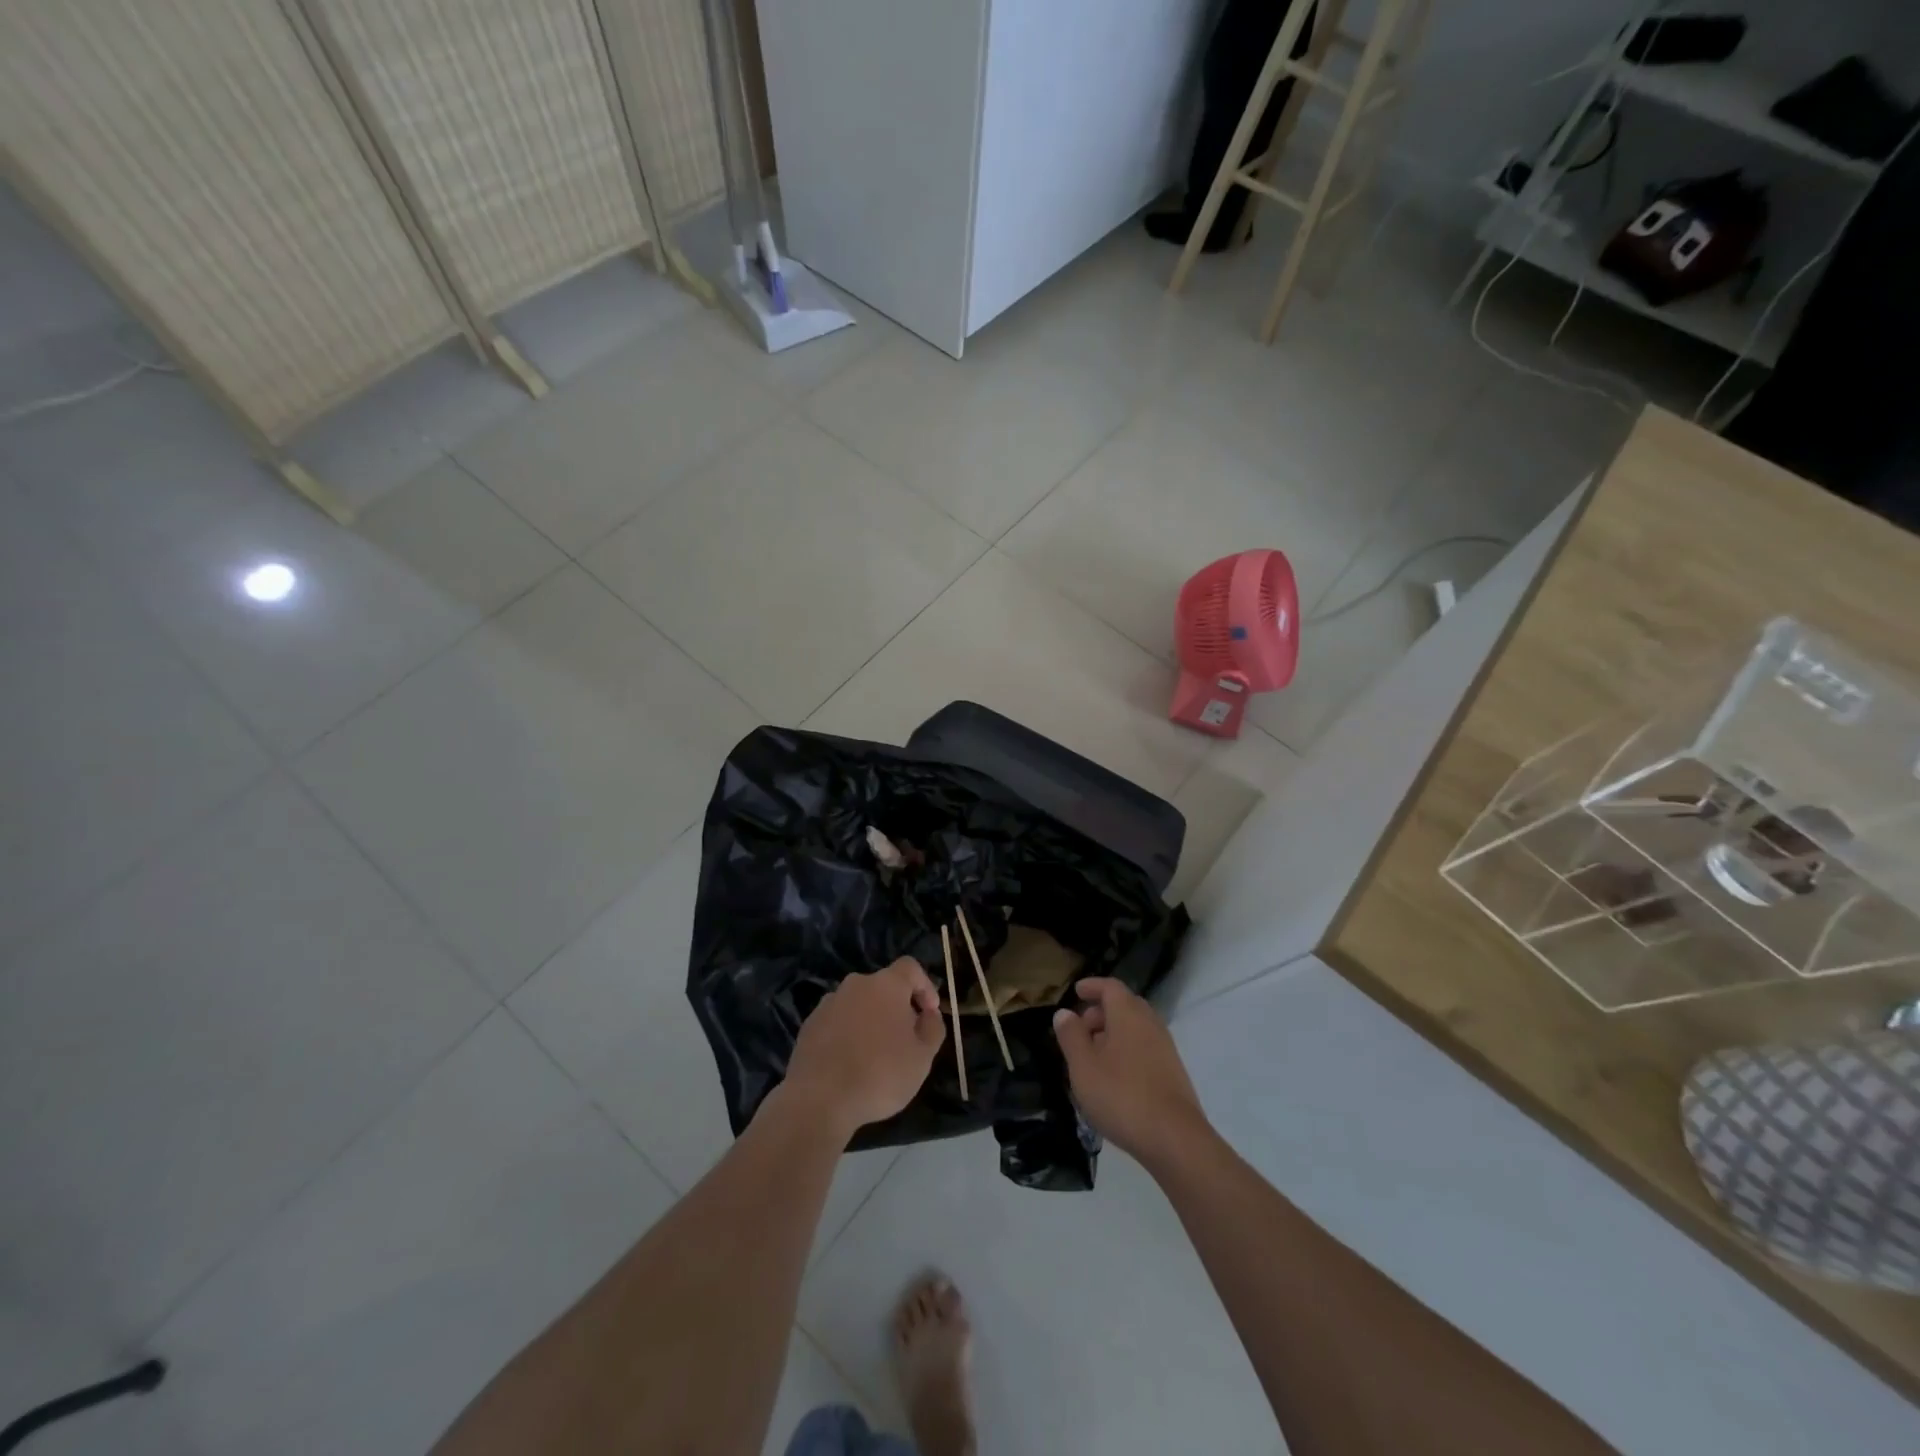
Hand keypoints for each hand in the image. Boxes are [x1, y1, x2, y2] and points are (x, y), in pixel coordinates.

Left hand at [784, 957, 946, 1139]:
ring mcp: (828, 1003)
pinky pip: (837, 1021)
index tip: (929, 1012)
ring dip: (871, 1020)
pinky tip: (849, 1063)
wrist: (819, 1099)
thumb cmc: (880, 1074)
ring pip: (859, 1004)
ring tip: (875, 1055)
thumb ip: (933, 1027)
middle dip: (897, 1007)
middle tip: (904, 1039)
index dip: (924, 985)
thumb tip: (928, 1013)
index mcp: (886, 984)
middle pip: (883, 986)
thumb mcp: (923, 1057)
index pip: (910, 967)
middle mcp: (856, 984)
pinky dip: (848, 1034)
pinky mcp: (809, 1024)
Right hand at [1053, 978, 1210, 1170]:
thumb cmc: (1121, 1095)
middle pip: (1125, 1005)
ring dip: (1114, 1034)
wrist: (1174, 1139)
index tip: (1076, 991)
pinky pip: (1145, 1048)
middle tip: (1081, 1029)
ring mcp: (1165, 1048)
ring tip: (1093, 1057)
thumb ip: (1071, 1036)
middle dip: (1101, 1011)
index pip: (1110, 987)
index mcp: (1128, 1014)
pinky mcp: (1173, 1072)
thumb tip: (1065, 1013)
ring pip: (1136, 1028)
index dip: (1092, 986)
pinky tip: (1114, 1077)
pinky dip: (1127, 1051)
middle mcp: (1150, 1023)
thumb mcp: (1083, 1066)